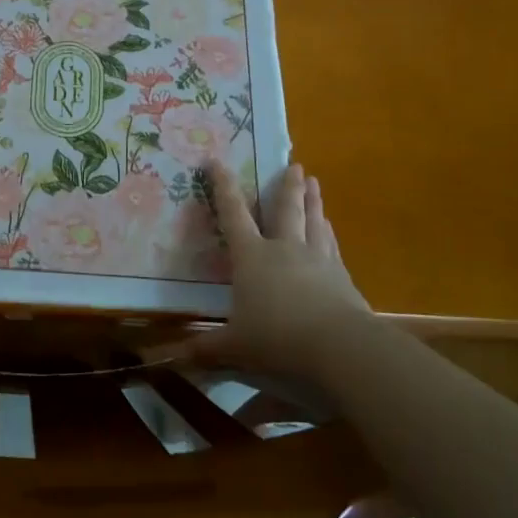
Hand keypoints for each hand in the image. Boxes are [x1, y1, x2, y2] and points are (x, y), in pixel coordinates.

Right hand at [171, 161, 370, 382]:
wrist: (340, 347)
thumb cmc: (277, 339)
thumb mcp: (236, 346)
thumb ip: (208, 347)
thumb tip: (175, 357)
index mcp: (252, 257)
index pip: (233, 215)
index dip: (223, 187)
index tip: (216, 161)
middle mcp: (284, 249)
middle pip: (286, 210)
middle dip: (287, 186)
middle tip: (295, 165)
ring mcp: (318, 260)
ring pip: (314, 222)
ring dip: (313, 202)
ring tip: (315, 184)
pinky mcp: (342, 278)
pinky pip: (332, 247)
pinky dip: (329, 234)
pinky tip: (332, 231)